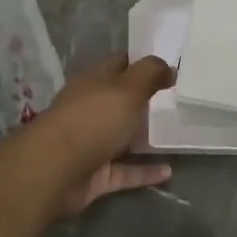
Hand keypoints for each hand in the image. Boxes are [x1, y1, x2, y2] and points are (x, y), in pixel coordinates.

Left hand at [26, 55, 175, 215]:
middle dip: (147, 100)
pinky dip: (145, 171)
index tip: (172, 67)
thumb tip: (168, 66)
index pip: (121, 63)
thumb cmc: (93, 119)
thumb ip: (150, 73)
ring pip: (123, 136)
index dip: (144, 63)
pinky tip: (169, 172)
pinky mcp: (96, 173)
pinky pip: (126, 170)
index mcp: (95, 80)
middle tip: (180, 101)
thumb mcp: (128, 88)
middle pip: (122, 100)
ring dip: (146, 137)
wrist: (55, 170)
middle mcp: (92, 108)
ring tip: (178, 136)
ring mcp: (92, 141)